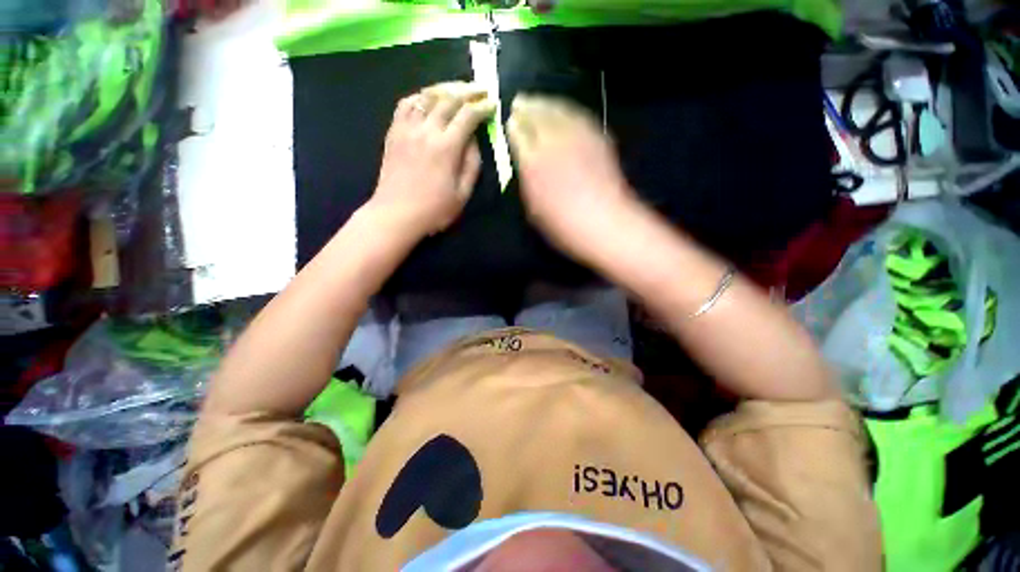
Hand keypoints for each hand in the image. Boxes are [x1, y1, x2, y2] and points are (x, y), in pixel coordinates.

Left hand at [370, 82, 495, 239]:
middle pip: (448, 98)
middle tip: (480, 89)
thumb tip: (474, 141)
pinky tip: (428, 99)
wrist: (395, 214)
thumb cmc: (433, 210)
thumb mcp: (462, 194)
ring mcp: (407, 128)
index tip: (492, 104)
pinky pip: (406, 104)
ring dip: (445, 88)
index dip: (482, 107)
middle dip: (468, 90)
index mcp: (447, 148)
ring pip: (427, 96)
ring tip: (457, 90)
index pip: (468, 116)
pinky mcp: (394, 132)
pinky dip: (420, 96)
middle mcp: (427, 130)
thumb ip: (472, 166)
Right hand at [507, 94, 635, 259]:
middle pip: (537, 114)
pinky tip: (564, 111)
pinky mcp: (597, 137)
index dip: (514, 125)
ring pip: (558, 109)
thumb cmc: (562, 224)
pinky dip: (567, 109)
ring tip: (538, 101)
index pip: (518, 133)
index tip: (511, 121)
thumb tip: (525, 160)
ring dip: (545, 103)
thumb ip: (527, 178)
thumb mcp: (534, 207)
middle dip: (526, 106)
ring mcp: (577, 137)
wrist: (603, 221)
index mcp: (533, 161)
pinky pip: (578, 115)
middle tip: (519, 102)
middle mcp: (553, 142)